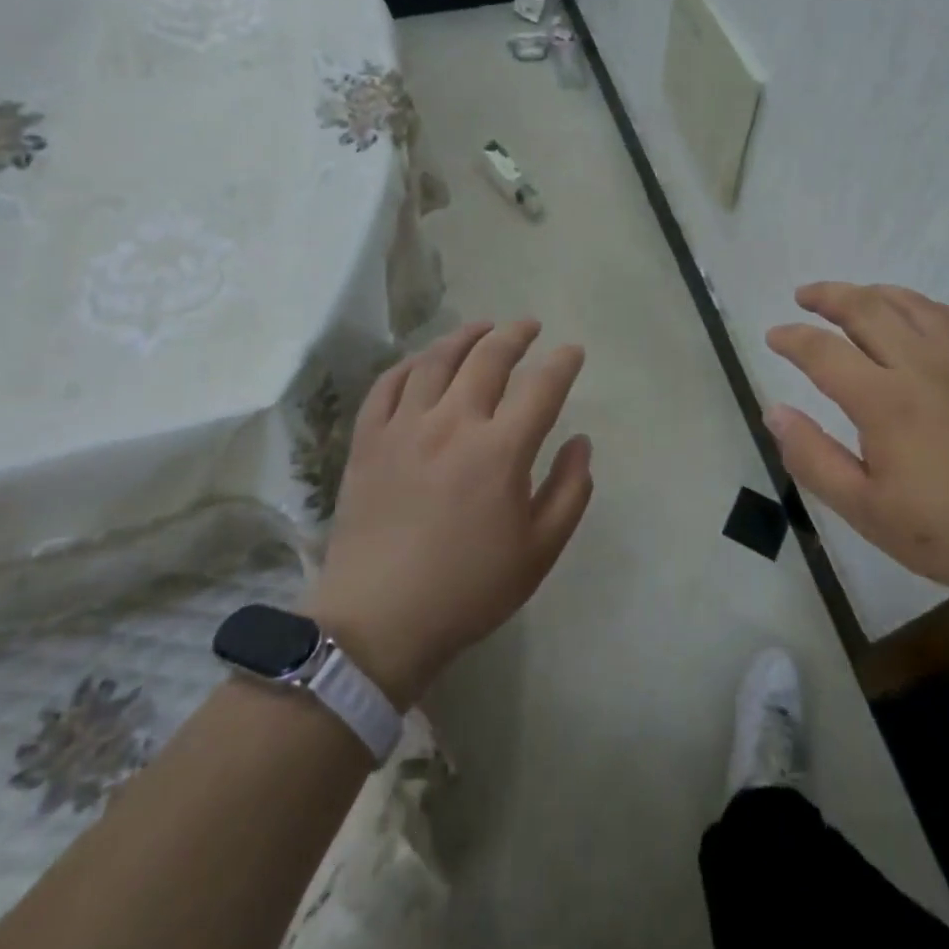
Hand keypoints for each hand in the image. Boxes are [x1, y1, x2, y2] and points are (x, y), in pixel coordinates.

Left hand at [307, 320, 591, 705]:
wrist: (379, 622)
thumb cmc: (469, 589)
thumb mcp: (540, 551)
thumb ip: (570, 491)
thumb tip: (580, 442)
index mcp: (500, 451)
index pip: (542, 387)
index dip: (563, 363)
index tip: (573, 352)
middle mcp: (453, 424)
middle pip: (488, 358)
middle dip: (516, 334)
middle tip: (530, 326)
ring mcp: (404, 428)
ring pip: (436, 360)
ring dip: (465, 336)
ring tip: (483, 328)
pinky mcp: (367, 441)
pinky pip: (387, 385)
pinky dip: (411, 364)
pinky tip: (425, 360)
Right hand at [765, 282, 948, 601]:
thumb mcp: (866, 510)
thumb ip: (813, 458)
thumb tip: (775, 412)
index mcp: (884, 400)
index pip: (823, 351)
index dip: (792, 338)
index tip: (774, 336)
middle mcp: (922, 364)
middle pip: (866, 308)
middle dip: (828, 296)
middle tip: (804, 296)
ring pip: (911, 304)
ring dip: (873, 293)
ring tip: (852, 298)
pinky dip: (924, 306)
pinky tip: (917, 316)